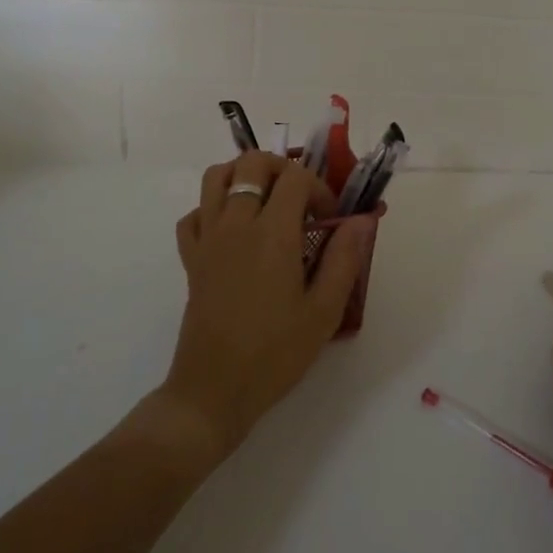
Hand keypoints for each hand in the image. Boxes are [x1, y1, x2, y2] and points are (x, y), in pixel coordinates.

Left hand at [161, 153, 372, 457]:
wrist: (215, 390)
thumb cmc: (275, 353)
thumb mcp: (323, 311)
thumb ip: (345, 259)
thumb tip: (362, 220)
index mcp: (273, 233)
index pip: (295, 177)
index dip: (319, 188)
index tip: (329, 219)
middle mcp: (236, 224)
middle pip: (252, 162)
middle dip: (282, 168)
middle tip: (300, 200)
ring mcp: (208, 239)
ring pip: (216, 177)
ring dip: (243, 176)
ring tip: (266, 202)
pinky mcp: (190, 259)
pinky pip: (193, 214)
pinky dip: (212, 209)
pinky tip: (232, 231)